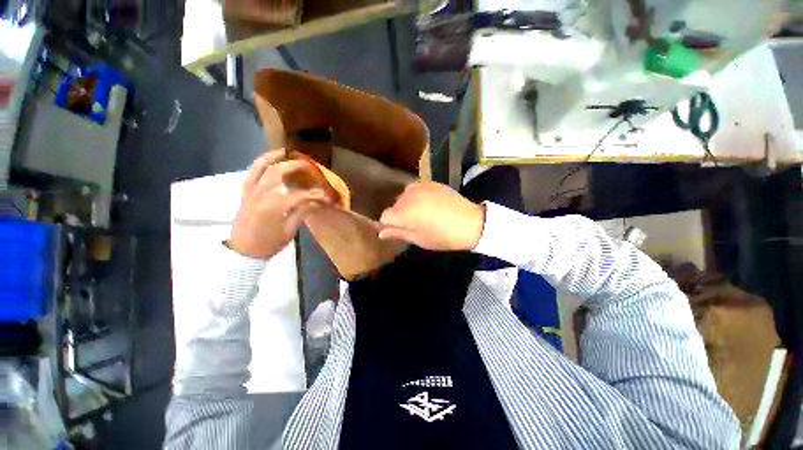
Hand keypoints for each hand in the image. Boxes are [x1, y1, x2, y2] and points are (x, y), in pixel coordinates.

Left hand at [229, 150, 332, 258]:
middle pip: (280, 172)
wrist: (243, 251)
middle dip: (297, 167)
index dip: (317, 194)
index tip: (328, 196)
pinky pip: (251, 172)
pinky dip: (260, 163)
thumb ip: (302, 212)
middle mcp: (261, 193)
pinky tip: (270, 160)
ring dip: (275, 157)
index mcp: (274, 206)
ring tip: (287, 152)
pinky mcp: (244, 192)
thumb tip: (315, 201)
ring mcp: (250, 191)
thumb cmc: (269, 244)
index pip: (301, 194)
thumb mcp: (289, 231)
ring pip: (262, 167)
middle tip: (311, 166)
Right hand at [378, 182, 484, 250]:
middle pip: (394, 205)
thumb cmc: (443, 236)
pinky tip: (430, 205)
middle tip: (413, 224)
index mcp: (405, 212)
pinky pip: (416, 190)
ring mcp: (421, 186)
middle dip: (399, 215)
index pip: (385, 216)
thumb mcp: (419, 239)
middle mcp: (409, 195)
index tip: (399, 230)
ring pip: (404, 196)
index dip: (389, 224)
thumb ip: (397, 233)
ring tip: (422, 214)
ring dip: (408, 205)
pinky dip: (418, 197)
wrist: (471, 223)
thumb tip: (380, 232)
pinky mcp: (431, 183)